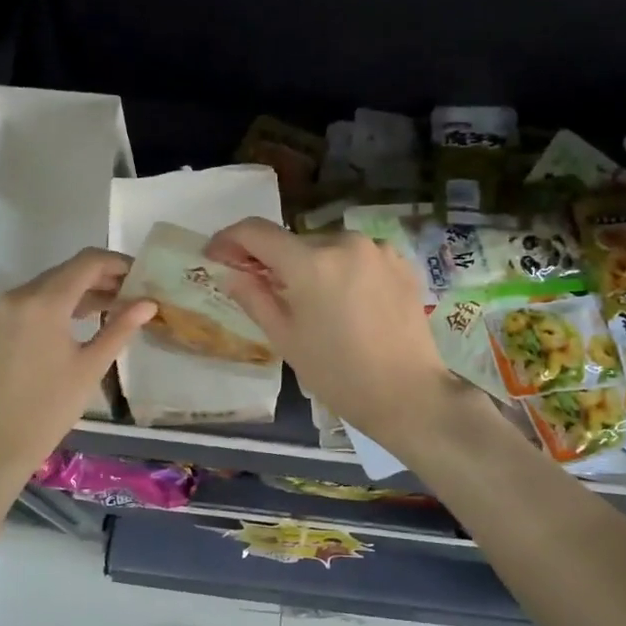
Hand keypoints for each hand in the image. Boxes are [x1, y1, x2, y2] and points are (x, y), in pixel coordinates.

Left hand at [0, 249, 155, 479]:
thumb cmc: (51, 408)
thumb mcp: (91, 367)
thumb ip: (120, 328)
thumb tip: (149, 302)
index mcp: (44, 303)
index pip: (87, 262)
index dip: (116, 263)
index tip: (138, 276)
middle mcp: (16, 295)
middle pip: (64, 272)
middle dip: (98, 279)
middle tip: (128, 295)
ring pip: (44, 286)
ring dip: (75, 292)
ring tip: (105, 310)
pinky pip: (25, 303)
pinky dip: (51, 305)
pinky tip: (70, 324)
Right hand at [204, 217, 457, 445]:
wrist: (408, 394)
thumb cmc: (338, 374)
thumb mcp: (286, 339)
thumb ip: (254, 297)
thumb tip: (232, 273)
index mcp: (310, 263)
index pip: (256, 232)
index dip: (230, 239)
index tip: (216, 255)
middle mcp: (344, 243)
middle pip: (294, 242)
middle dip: (274, 262)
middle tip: (266, 292)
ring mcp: (377, 249)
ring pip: (327, 249)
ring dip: (312, 267)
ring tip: (315, 305)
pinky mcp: (401, 262)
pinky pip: (358, 257)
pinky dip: (343, 271)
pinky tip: (348, 304)